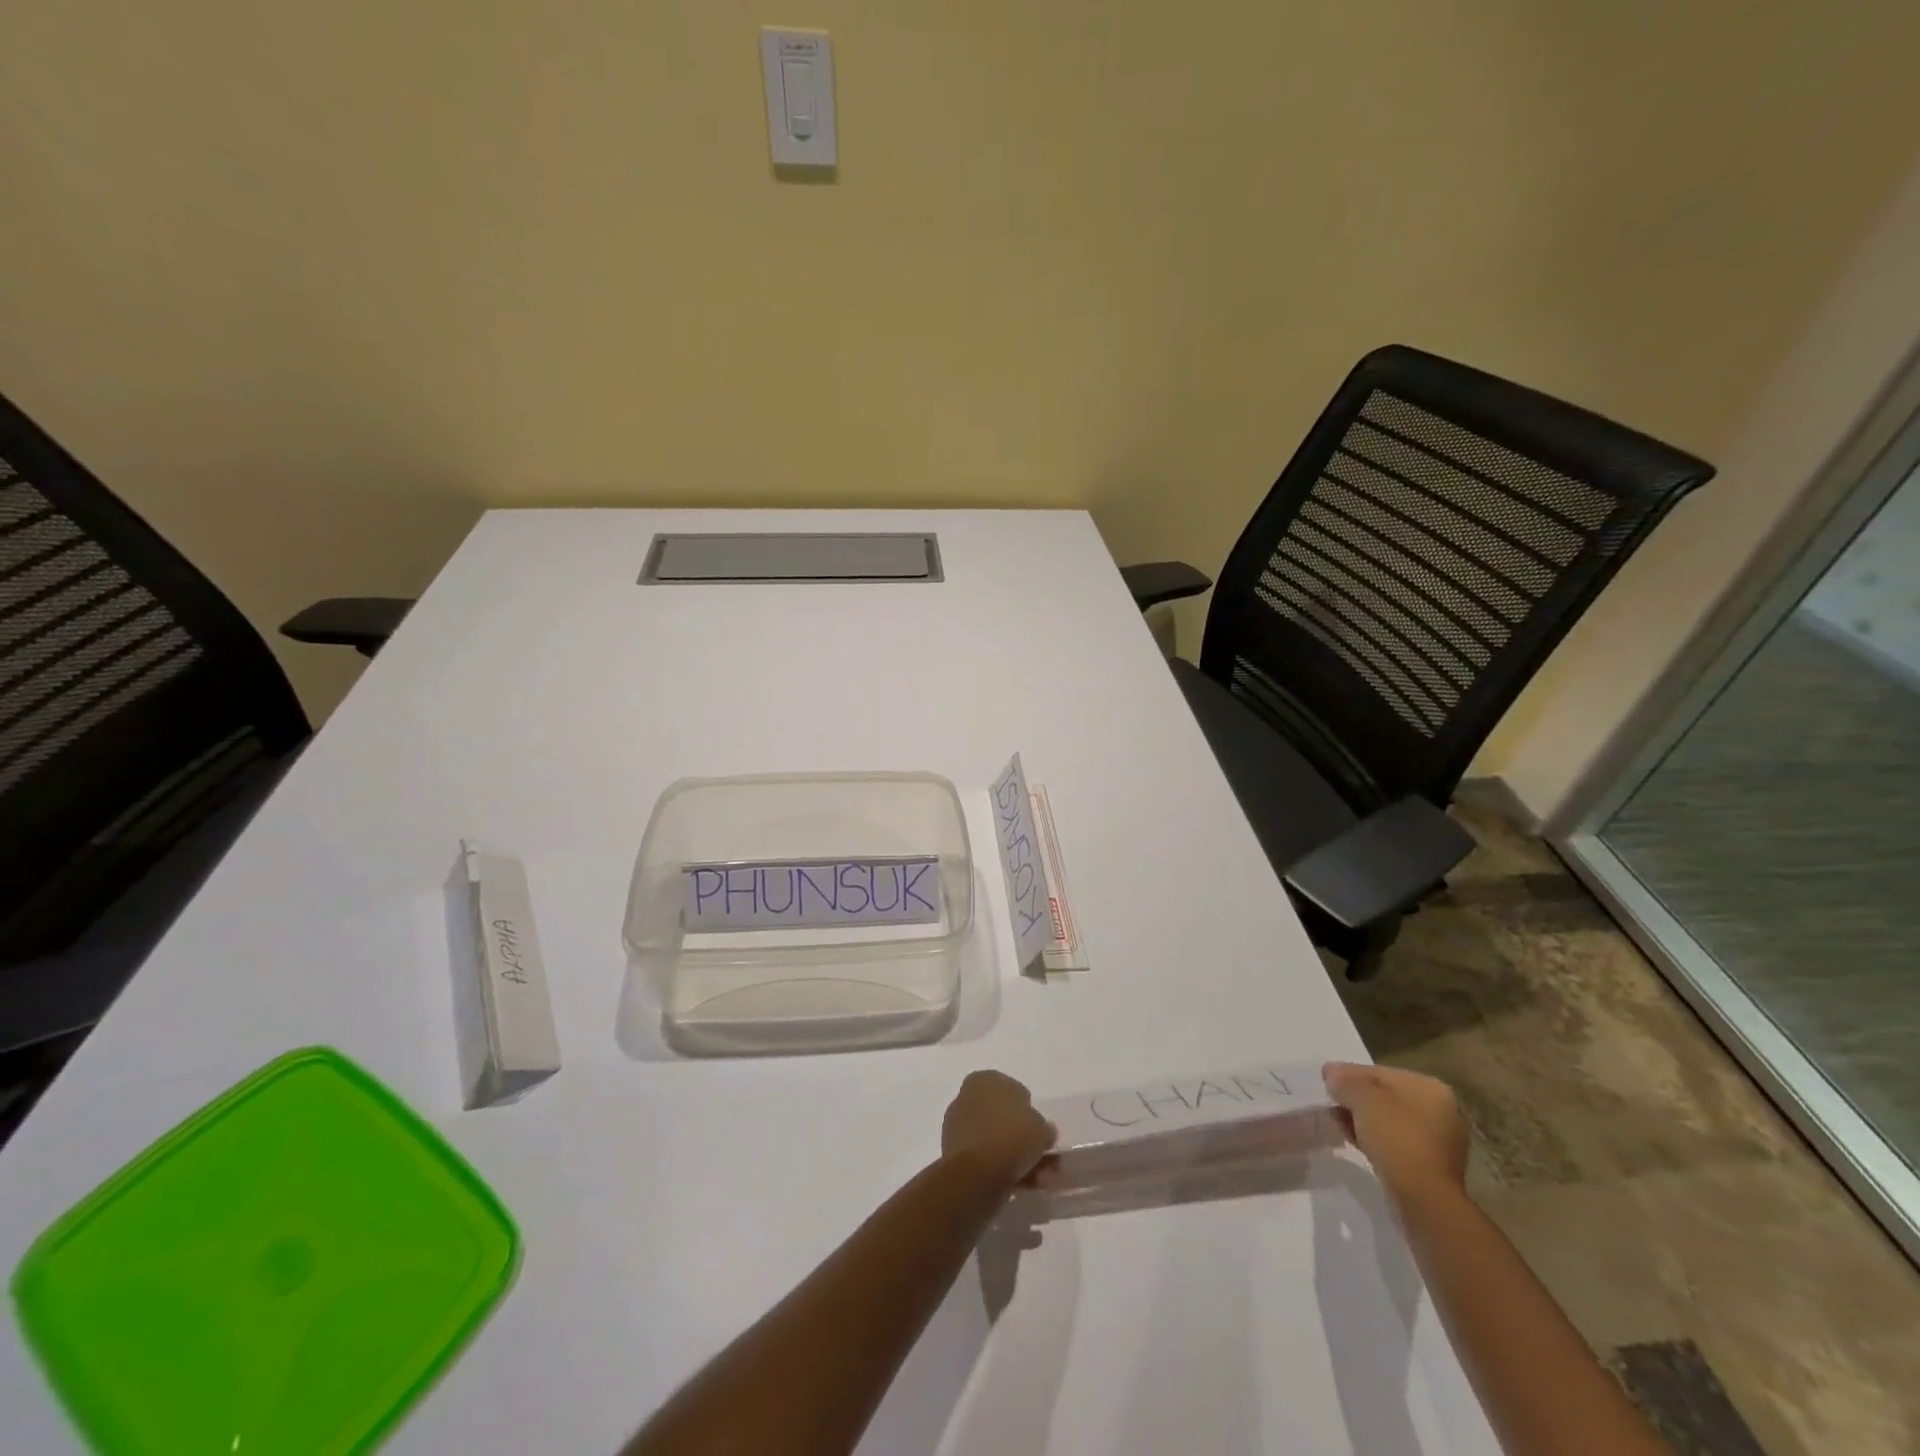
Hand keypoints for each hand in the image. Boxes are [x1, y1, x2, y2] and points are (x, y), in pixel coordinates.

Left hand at [942, 1071, 1054, 1188]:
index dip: (1029, 1111)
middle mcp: (967, 1097)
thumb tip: (1042, 1132)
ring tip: (1039, 1178)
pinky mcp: (955, 1155)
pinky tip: (1022, 1185)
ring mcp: (958, 1127)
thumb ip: (1043, 1127)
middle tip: (1043, 1156)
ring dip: (1017, 1157)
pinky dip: (1003, 1169)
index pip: (1013, 1091)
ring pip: (996, 1140)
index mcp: (984, 1080)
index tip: (1040, 1130)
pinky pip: (985, 1158)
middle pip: (1003, 1117)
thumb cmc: (1011, 1136)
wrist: (976, 1175)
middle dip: (1023, 1138)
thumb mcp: (1041, 1128)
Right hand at [1323, 1062, 1469, 1205]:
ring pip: (1389, 1120)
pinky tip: (1351, 1139)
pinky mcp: (1429, 1165)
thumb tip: (1331, 1073)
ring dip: (1362, 1119)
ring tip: (1336, 1122)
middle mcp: (1440, 1110)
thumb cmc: (1396, 1137)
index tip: (1326, 1082)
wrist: (1423, 1198)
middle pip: (1385, 1096)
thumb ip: (1344, 1080)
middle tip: (1331, 1102)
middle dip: (1356, 1098)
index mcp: (1430, 1088)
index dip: (1349, 1074)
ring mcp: (1437, 1140)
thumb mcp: (1362, 1097)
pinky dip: (1373, 1138)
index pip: (1380, 1072)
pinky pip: (1394, 1142)